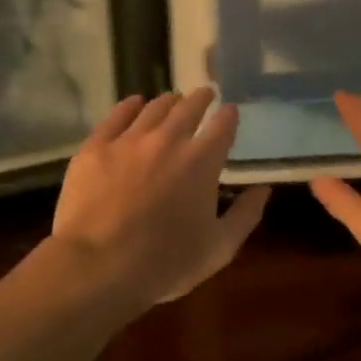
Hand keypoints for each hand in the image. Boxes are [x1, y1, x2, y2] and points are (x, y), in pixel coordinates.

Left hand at [52, 89, 269, 305]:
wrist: (98, 266)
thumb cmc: (165, 262)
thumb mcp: (219, 248)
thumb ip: (245, 216)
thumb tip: (264, 189)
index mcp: (202, 162)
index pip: (223, 126)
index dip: (229, 116)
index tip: (230, 111)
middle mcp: (168, 140)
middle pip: (189, 107)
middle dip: (201, 99)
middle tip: (205, 95)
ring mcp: (129, 140)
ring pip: (154, 108)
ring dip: (169, 102)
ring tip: (173, 100)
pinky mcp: (96, 147)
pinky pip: (116, 116)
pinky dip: (130, 106)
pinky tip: (135, 104)